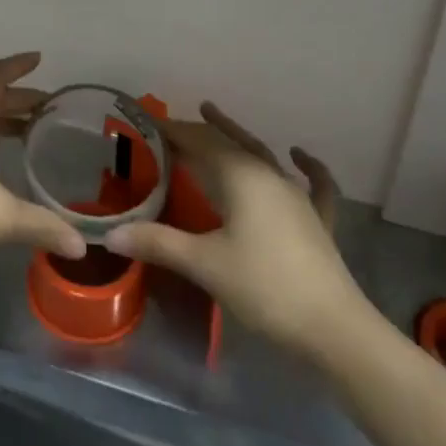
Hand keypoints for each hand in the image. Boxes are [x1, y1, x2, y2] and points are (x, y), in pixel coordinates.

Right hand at [103, 102, 376, 360]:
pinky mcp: (317, 222)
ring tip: (216, 116)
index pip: (200, 142)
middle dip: (199, 130)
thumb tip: (111, 233)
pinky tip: (300, 155)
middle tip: (172, 124)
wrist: (334, 329)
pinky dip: (306, 166)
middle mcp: (269, 176)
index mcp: (241, 177)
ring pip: (262, 155)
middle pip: (229, 143)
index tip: (148, 123)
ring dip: (237, 135)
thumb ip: (158, 243)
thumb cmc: (264, 287)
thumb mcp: (204, 264)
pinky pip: (313, 184)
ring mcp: (298, 198)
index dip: (173, 131)